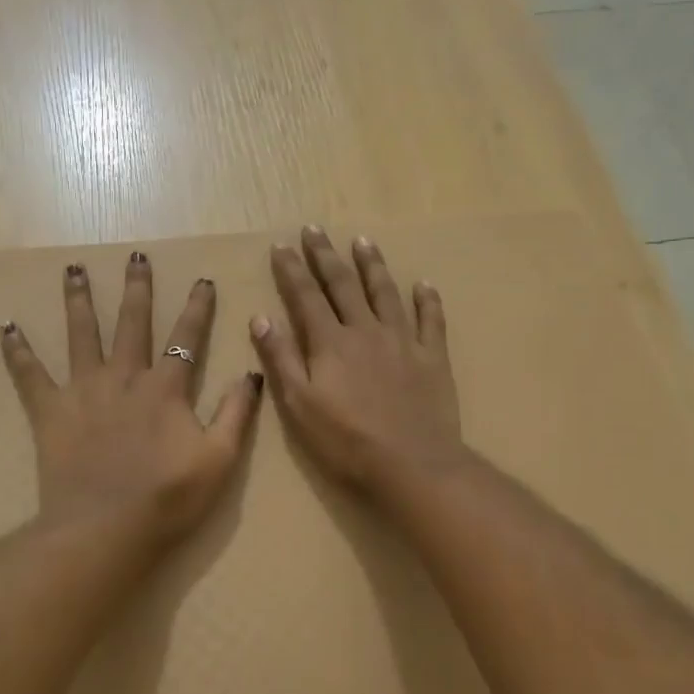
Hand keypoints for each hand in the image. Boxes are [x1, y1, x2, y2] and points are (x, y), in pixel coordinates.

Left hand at [1, 253, 262, 550]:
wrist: (105, 528)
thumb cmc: (168, 498)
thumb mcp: (219, 459)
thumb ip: (236, 413)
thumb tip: (251, 372)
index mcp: (165, 388)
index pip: (186, 338)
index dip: (197, 308)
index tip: (202, 280)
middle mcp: (123, 377)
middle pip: (131, 322)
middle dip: (136, 288)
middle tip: (135, 255)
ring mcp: (83, 391)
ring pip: (81, 334)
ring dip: (78, 299)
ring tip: (73, 269)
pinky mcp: (50, 412)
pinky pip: (29, 376)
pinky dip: (17, 352)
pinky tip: (6, 328)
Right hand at [251, 227, 466, 496]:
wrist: (412, 464)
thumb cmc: (347, 441)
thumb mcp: (300, 405)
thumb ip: (281, 359)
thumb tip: (261, 317)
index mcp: (330, 343)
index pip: (306, 296)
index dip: (292, 270)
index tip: (282, 245)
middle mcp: (366, 330)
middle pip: (343, 284)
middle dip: (326, 255)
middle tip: (315, 229)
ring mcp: (403, 341)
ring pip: (386, 293)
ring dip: (372, 265)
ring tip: (362, 241)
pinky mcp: (433, 357)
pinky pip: (431, 320)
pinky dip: (427, 300)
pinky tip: (424, 284)